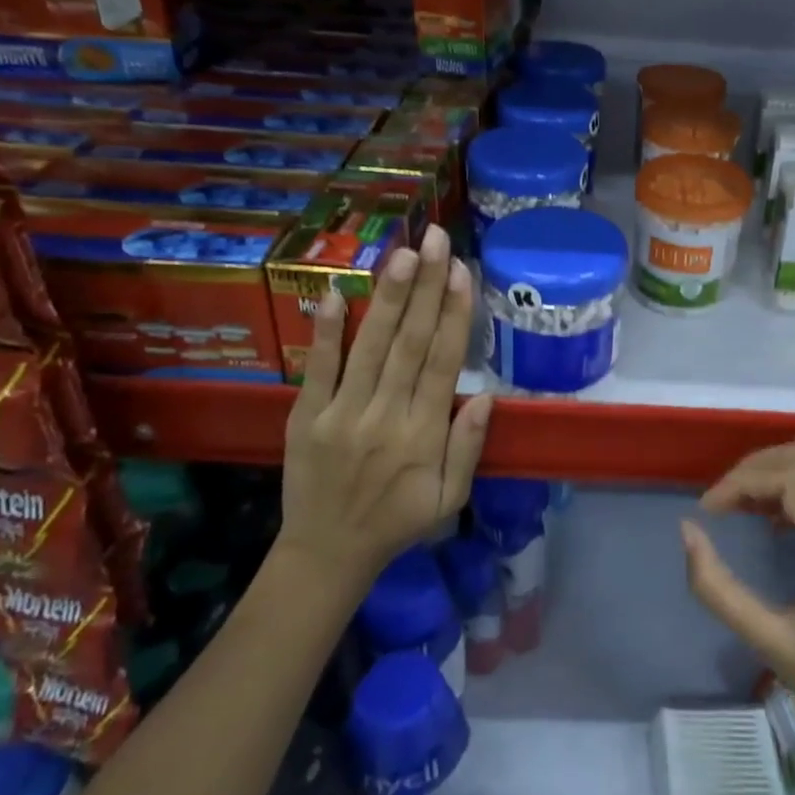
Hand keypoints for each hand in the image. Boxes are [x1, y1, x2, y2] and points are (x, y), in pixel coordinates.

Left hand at [278, 223, 493, 585]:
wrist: (327, 554)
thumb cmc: (397, 523)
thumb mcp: (450, 499)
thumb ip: (468, 447)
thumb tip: (488, 395)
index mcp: (424, 435)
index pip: (443, 363)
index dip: (454, 315)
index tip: (462, 272)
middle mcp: (385, 416)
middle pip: (410, 342)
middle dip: (426, 287)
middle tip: (436, 240)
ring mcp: (342, 414)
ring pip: (371, 346)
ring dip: (388, 297)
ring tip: (404, 253)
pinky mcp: (306, 416)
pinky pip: (318, 368)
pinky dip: (325, 330)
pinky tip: (333, 291)